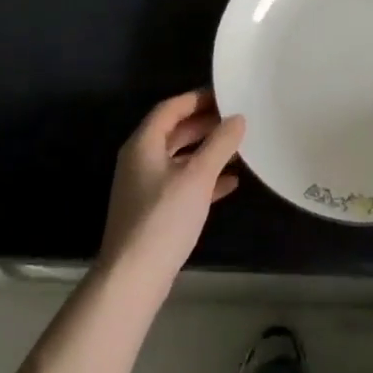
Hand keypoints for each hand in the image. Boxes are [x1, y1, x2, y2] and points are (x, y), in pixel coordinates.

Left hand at [100, 89, 245, 282]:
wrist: (133, 278)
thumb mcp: (197, 176)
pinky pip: (182, 183)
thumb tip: (238, 118)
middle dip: (205, 124)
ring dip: (207, 151)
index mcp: (144, 144)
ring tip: (239, 147)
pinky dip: (204, 179)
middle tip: (237, 118)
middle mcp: (140, 160)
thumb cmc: (163, 218)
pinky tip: (231, 183)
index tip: (226, 94)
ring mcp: (145, 187)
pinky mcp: (154, 211)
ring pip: (180, 158)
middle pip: (175, 131)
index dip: (198, 98)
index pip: (171, 108)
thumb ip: (220, 144)